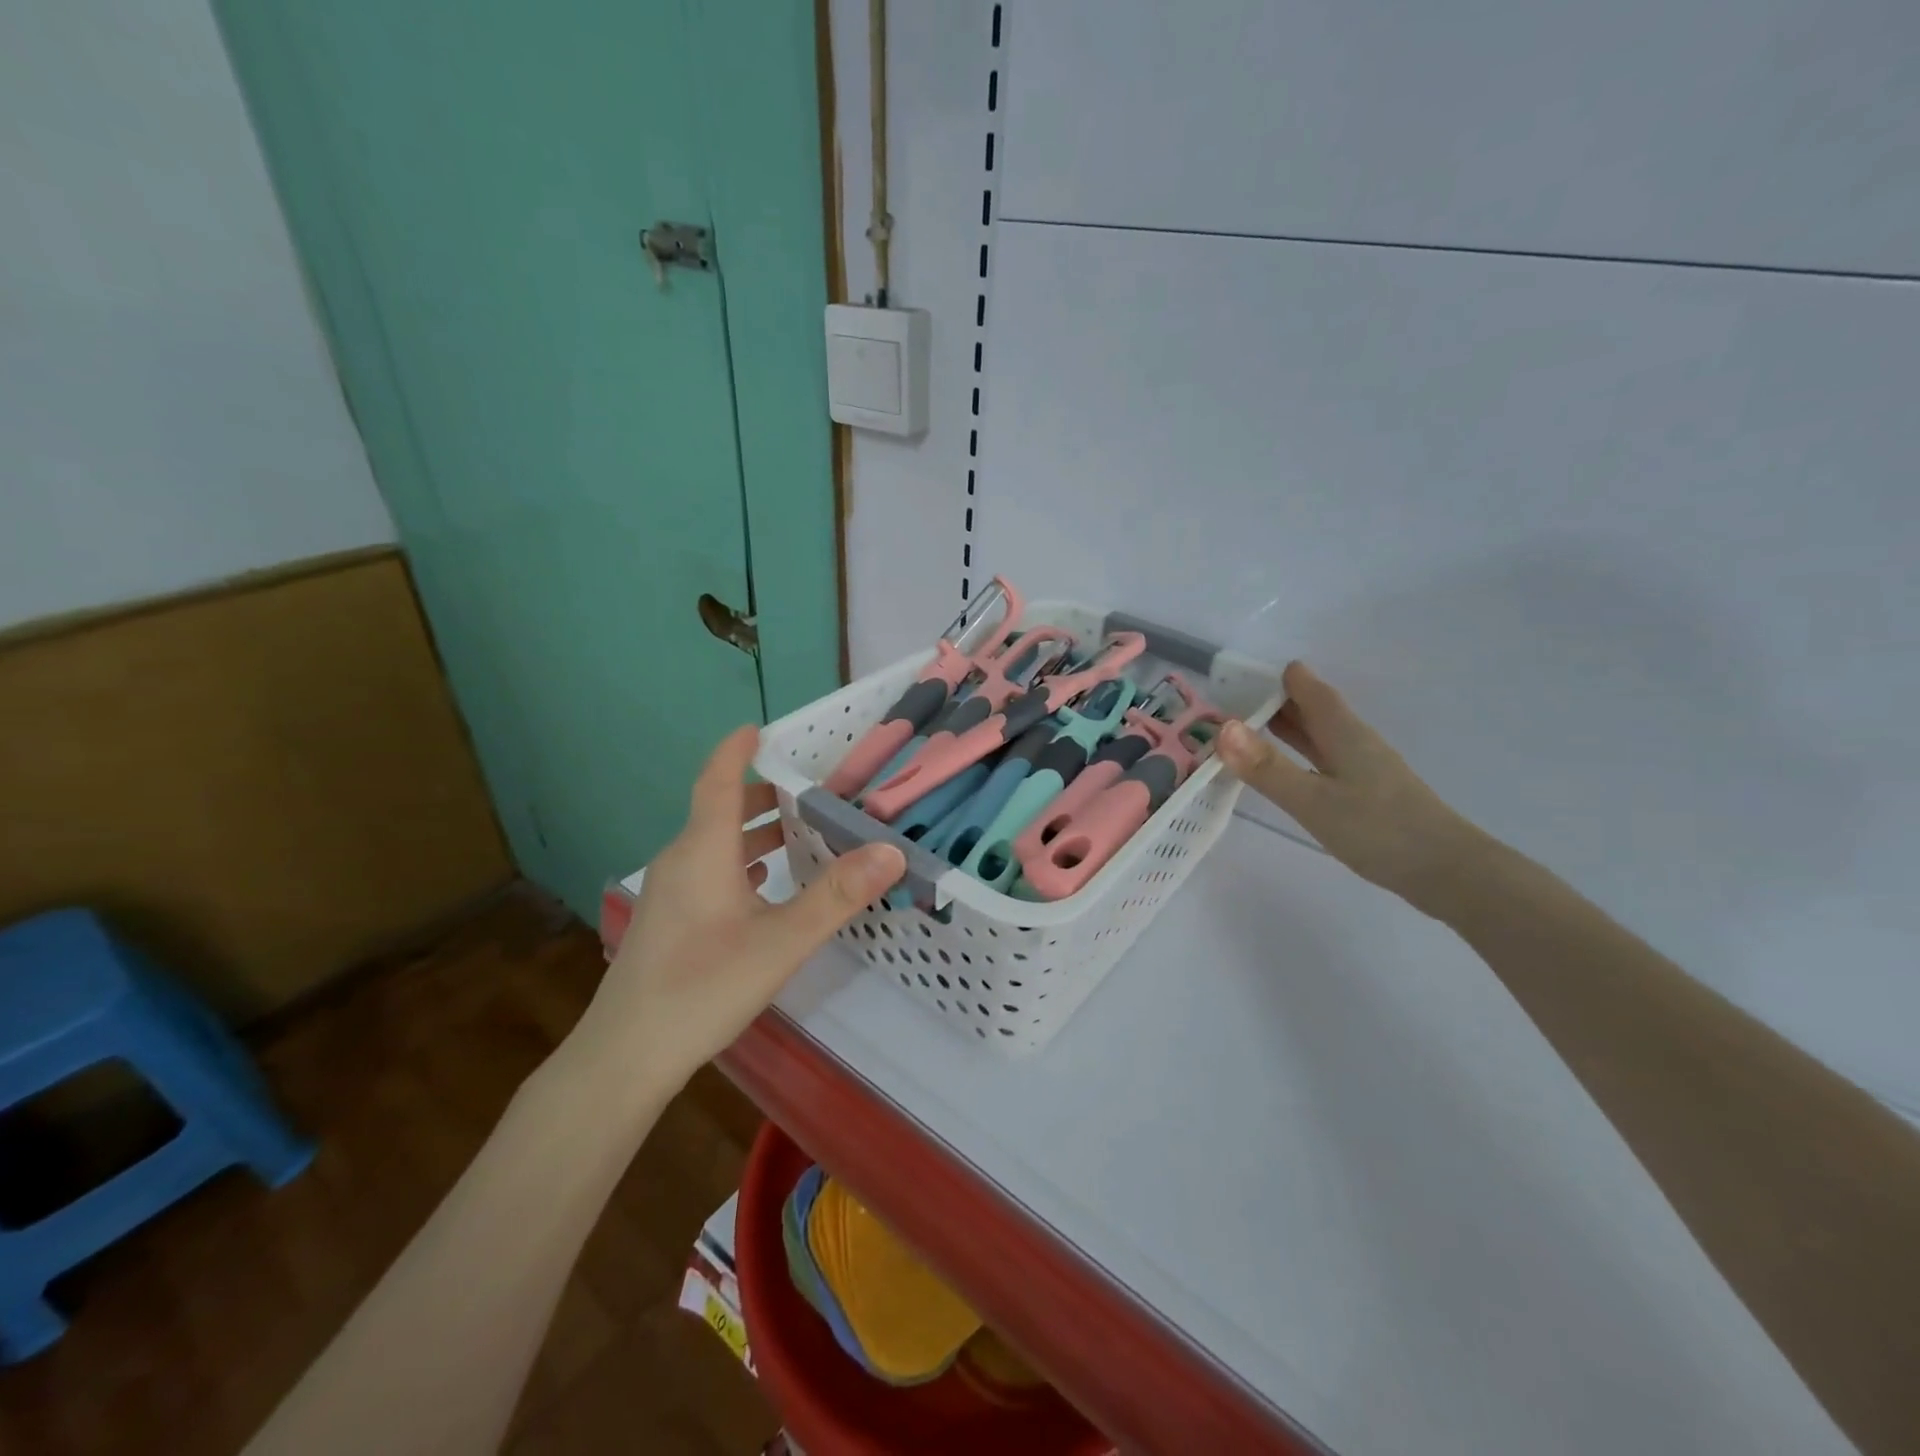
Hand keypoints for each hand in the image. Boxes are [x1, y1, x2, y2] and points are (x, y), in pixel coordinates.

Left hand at [570, 726, 904, 1092]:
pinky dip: (743, 862)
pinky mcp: (670, 920)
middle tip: (813, 789)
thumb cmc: (703, 986)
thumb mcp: (782, 941)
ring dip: (756, 830)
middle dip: (765, 793)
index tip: (762, 728)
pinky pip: (710, 870)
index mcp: (703, 850)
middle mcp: (682, 860)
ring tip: (802, 831)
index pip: (718, 780)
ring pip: (717, 843)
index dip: (737, 750)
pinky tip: (768, 883)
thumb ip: (837, 896)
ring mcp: (671, 892)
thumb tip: (890, 852)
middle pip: (721, 810)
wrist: (626, 1055)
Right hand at [1218, 662, 1483, 911]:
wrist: (1448, 872)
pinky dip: (1299, 754)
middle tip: (1234, 699)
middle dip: (1276, 701)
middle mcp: (1355, 742)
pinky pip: (1324, 759)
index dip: (1280, 678)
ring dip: (1288, 727)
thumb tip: (1223, 727)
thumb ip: (1268, 767)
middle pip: (1314, 710)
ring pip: (1320, 735)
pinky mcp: (1368, 793)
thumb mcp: (1313, 801)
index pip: (1310, 690)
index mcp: (1344, 733)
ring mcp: (1365, 768)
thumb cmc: (1379, 830)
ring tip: (1249, 727)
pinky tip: (1287, 769)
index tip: (1243, 673)